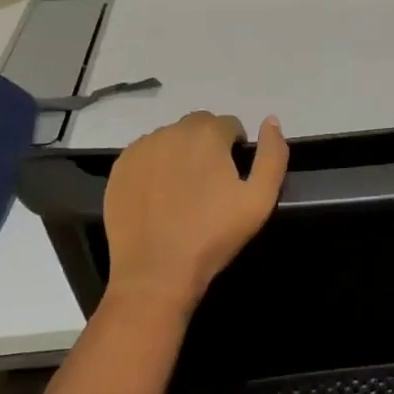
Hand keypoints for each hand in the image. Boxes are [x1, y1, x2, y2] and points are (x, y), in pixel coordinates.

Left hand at [102, 111, 289, 312]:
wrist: (156, 272)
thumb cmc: (213, 236)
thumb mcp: (260, 199)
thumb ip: (273, 155)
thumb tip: (271, 120)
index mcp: (207, 133)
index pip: (229, 125)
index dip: (235, 149)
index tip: (232, 178)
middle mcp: (171, 130)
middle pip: (198, 127)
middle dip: (208, 146)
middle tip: (209, 185)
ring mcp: (141, 148)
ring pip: (170, 139)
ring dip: (180, 154)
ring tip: (182, 192)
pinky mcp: (120, 167)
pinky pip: (145, 155)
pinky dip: (155, 167)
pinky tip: (158, 197)